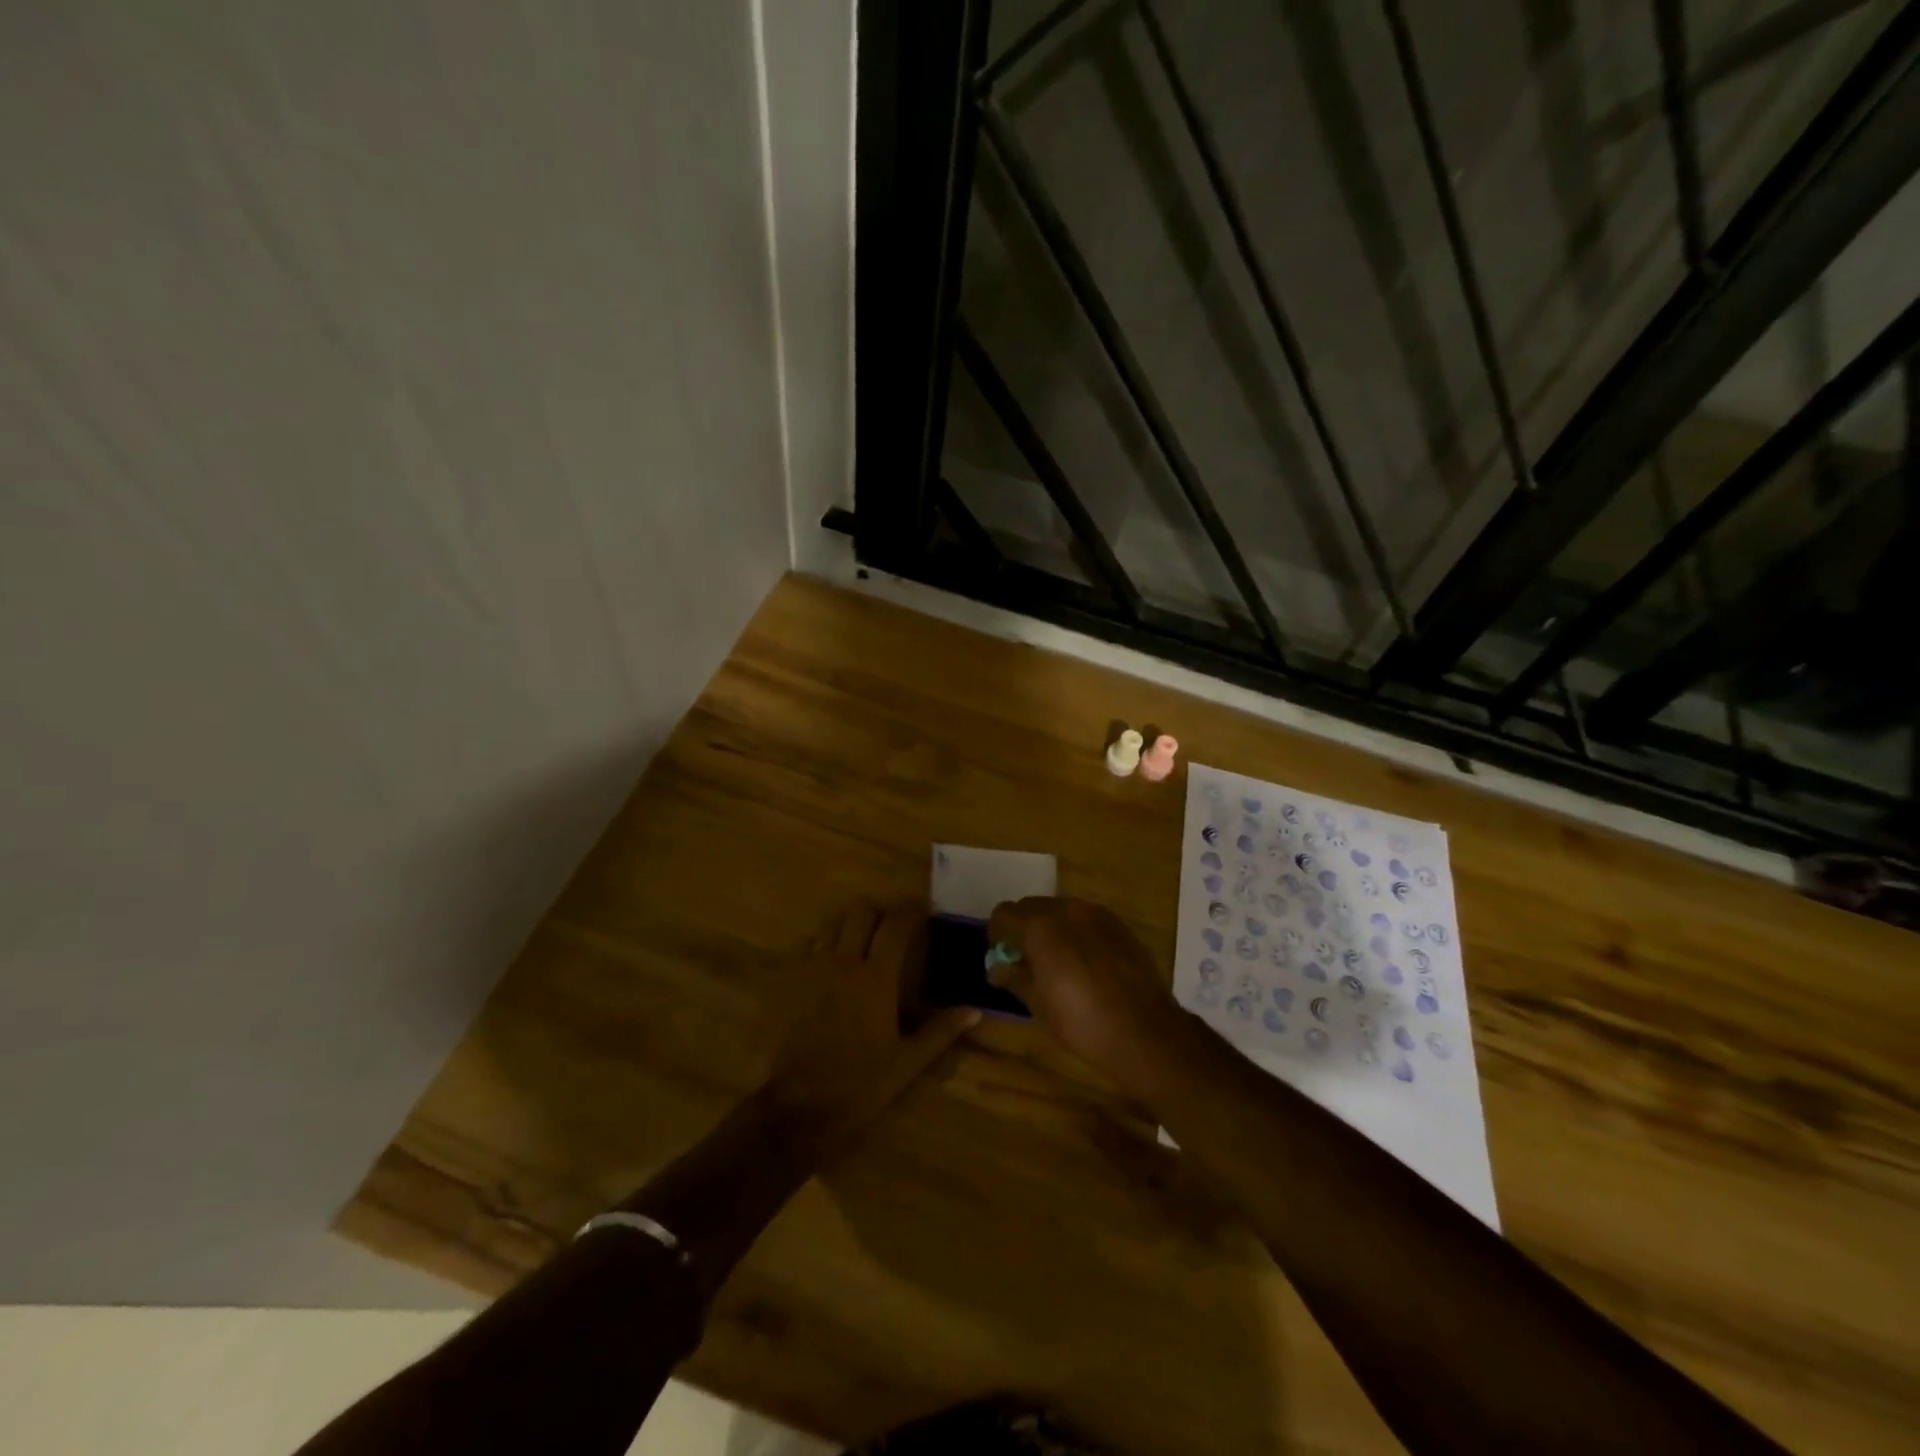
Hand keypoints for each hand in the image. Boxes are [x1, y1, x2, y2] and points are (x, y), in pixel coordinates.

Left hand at [761, 900, 977, 1152]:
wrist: (800, 1106)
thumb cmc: (860, 1084)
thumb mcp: (908, 1062)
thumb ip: (941, 1031)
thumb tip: (975, 1010)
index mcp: (876, 978)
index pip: (896, 926)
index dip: (912, 912)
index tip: (924, 913)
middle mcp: (844, 962)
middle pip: (861, 912)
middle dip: (879, 913)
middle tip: (892, 928)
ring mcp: (814, 968)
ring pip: (832, 923)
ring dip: (850, 924)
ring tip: (863, 941)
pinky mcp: (792, 980)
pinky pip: (809, 943)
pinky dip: (824, 942)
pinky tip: (833, 961)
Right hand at [986, 897, 1193, 1099]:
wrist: (1144, 1031)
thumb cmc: (1081, 1021)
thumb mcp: (1038, 1004)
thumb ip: (1013, 978)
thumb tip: (996, 968)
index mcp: (1040, 926)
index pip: (1003, 914)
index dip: (997, 934)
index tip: (1000, 956)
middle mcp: (1066, 909)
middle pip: (1031, 906)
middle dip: (1022, 928)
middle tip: (1024, 959)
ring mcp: (1096, 914)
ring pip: (1060, 909)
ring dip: (1050, 928)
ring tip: (1056, 961)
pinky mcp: (1118, 925)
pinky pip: (1085, 918)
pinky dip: (1075, 932)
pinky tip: (1083, 962)